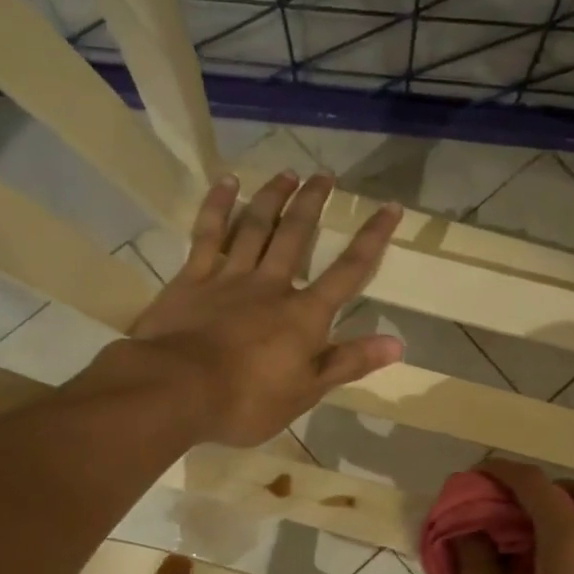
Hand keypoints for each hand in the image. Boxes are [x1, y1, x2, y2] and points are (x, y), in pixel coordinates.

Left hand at [123, 170, 404, 445]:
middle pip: (297, 235)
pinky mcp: (192, 277)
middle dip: (313, 203)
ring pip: (256, 226)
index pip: (348, 270)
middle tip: (325, 175)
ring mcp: (230, 276)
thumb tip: (397, 342)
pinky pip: (208, 233)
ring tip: (287, 172)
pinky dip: (218, 206)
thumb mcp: (306, 391)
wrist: (177, 390)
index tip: (390, 207)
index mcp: (304, 314)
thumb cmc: (247, 400)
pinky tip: (227, 183)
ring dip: (273, 197)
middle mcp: (272, 285)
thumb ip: (348, 362)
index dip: (372, 238)